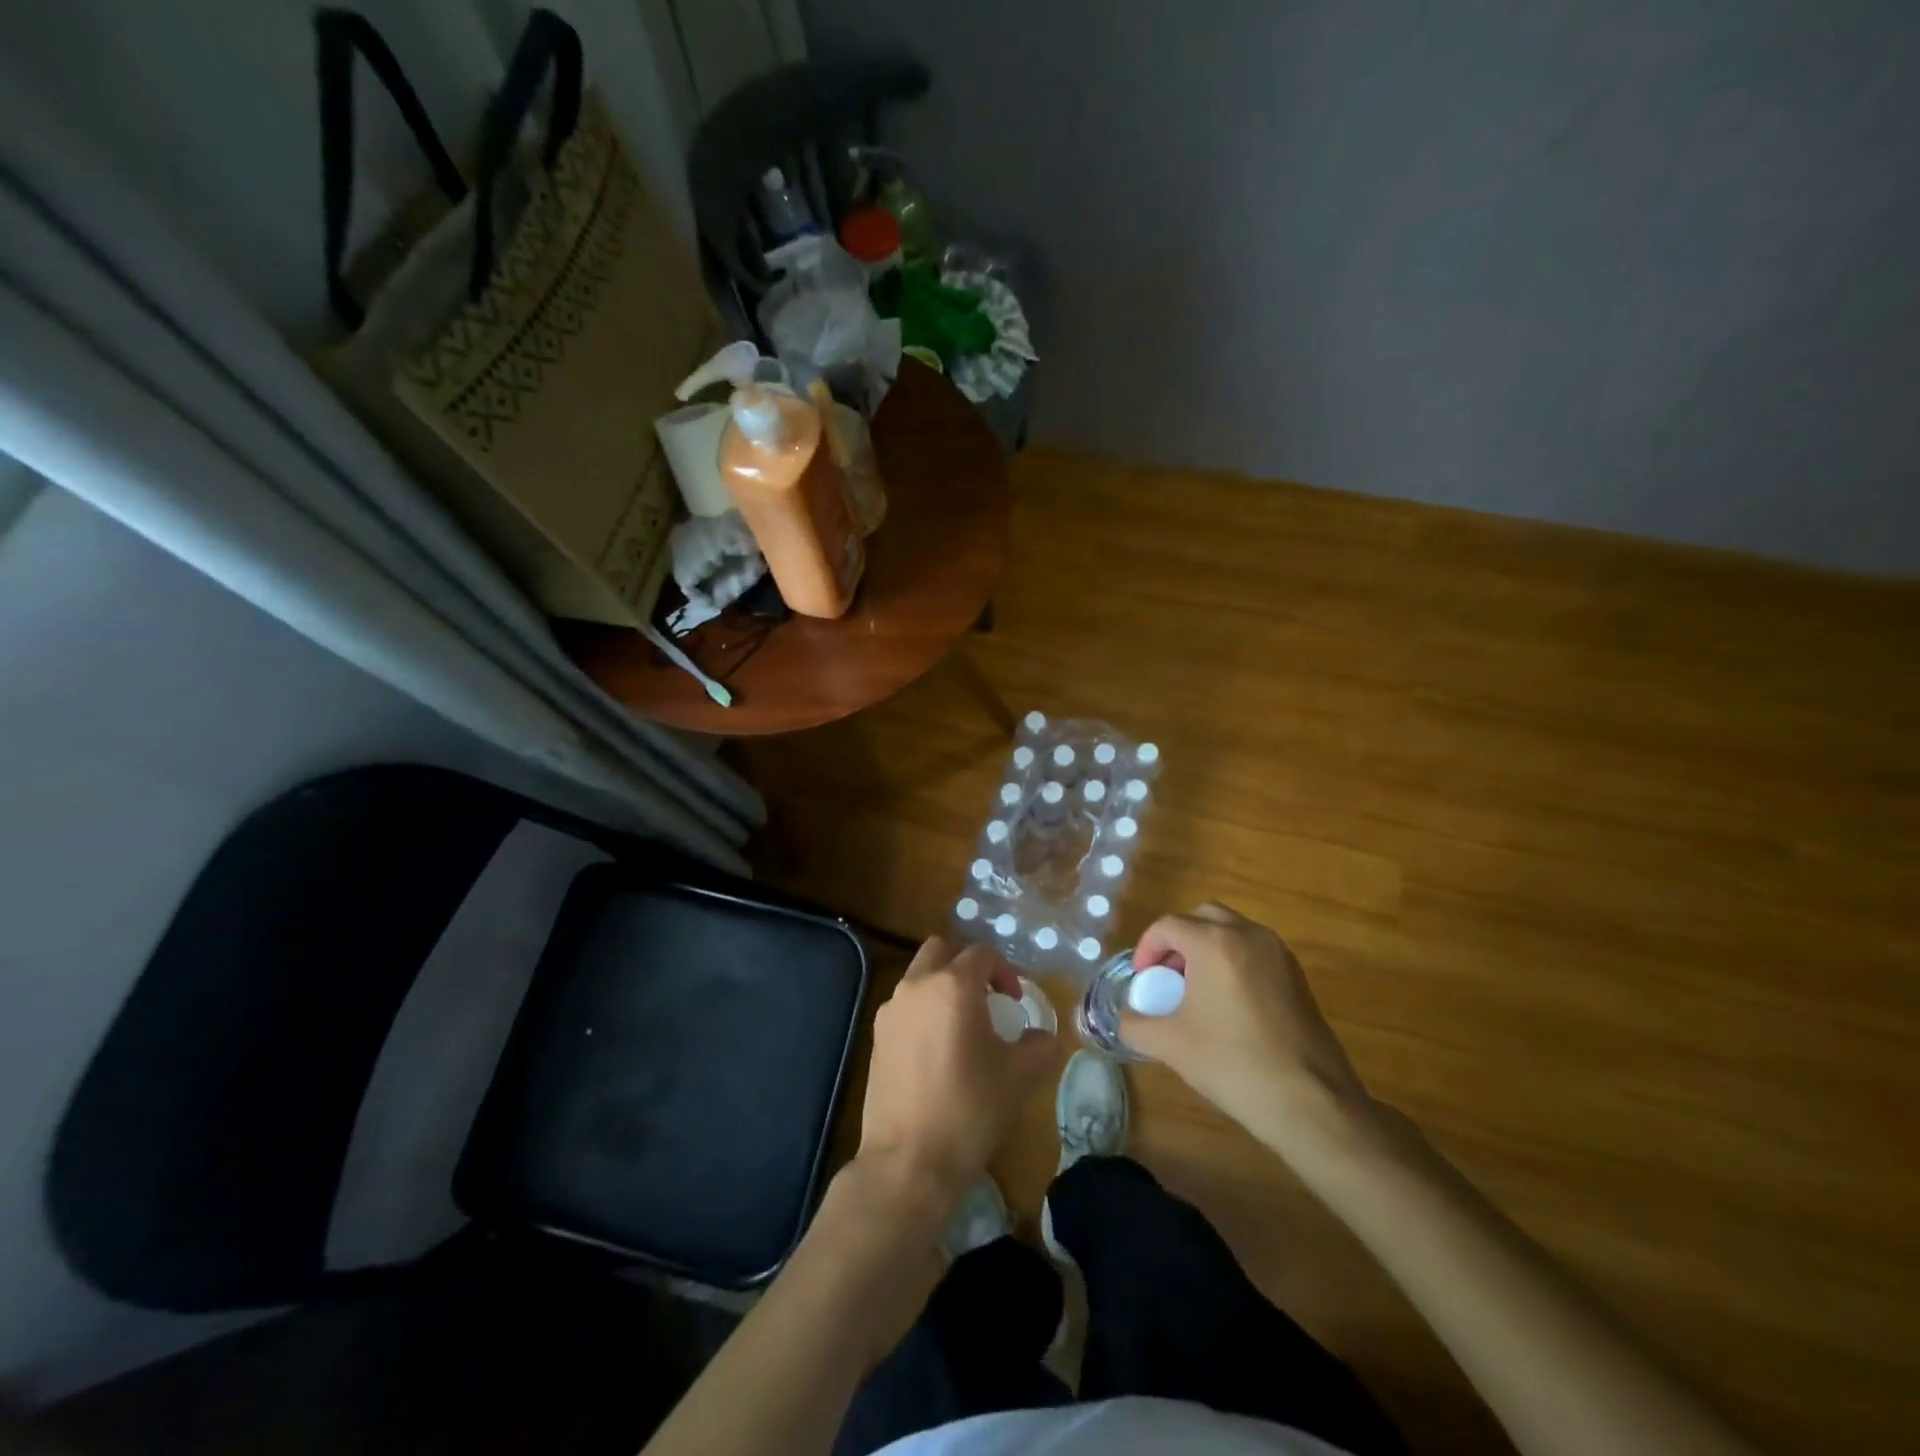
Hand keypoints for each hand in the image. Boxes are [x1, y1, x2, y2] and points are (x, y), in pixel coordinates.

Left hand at [856, 936, 1055, 1217]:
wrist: (907, 1162)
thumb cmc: (969, 1110)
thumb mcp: (1019, 1077)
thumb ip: (1040, 1046)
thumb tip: (1044, 1037)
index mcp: (953, 986)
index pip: (982, 954)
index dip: (1005, 971)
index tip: (1016, 1002)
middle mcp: (917, 986)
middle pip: (941, 950)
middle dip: (967, 965)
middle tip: (987, 998)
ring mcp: (891, 1010)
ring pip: (918, 976)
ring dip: (942, 986)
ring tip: (963, 1025)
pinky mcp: (876, 1037)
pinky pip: (904, 1005)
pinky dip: (923, 1010)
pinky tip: (937, 1048)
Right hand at [1120, 903, 1381, 1162]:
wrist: (1310, 1102)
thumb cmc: (1232, 1063)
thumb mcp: (1170, 1045)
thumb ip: (1135, 1025)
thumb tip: (1125, 1018)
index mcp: (1214, 942)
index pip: (1168, 925)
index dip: (1147, 948)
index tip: (1143, 979)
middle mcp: (1249, 935)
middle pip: (1203, 917)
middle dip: (1179, 939)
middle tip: (1168, 974)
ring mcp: (1278, 954)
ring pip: (1233, 930)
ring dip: (1208, 947)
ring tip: (1196, 989)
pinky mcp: (1297, 976)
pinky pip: (1255, 951)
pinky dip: (1234, 961)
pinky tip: (1228, 1004)